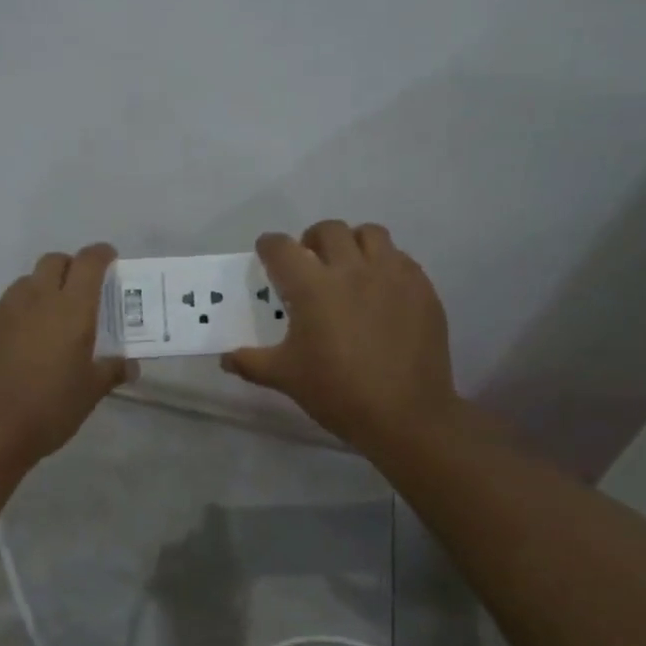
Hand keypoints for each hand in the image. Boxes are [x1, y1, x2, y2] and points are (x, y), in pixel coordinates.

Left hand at [0, 243, 132, 467]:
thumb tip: (130, 365)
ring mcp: (1, 310)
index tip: (109, 259)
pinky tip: (13, 344)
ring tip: (46, 321)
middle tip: (79, 291)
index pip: (89, 262)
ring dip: (40, 292)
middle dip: (69, 268)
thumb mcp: (89, 394)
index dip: (101, 255)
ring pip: (25, 284)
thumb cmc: (47, 410)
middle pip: (53, 262)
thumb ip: (111, 372)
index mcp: (71, 309)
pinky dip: (12, 316)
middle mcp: (36, 298)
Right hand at [222, 221, 459, 455]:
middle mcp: (352, 269)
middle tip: (309, 263)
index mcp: (313, 287)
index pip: (282, 248)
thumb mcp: (285, 378)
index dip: (269, 246)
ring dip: (353, 243)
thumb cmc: (338, 393)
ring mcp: (391, 274)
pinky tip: (381, 290)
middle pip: (328, 230)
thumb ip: (250, 362)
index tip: (267, 253)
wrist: (406, 415)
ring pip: (370, 234)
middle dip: (312, 240)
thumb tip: (224, 359)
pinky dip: (385, 263)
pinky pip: (400, 258)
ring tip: (349, 267)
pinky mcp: (421, 287)